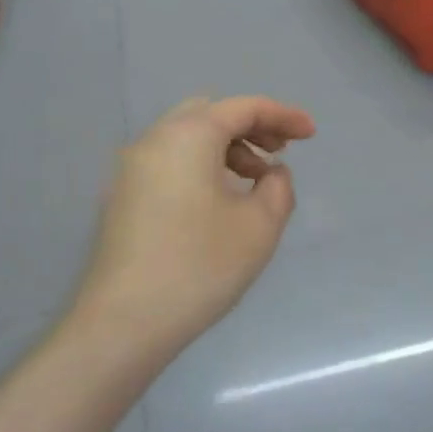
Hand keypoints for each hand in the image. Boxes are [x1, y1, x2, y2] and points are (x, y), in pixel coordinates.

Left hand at [76, 96, 316, 364]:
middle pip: (210, 113)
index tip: (312, 134)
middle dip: (251, 126)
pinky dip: (200, 165)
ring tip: (254, 182)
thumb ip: (278, 186)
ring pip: (186, 137)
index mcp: (189, 136)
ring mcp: (130, 169)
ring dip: (226, 148)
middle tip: (280, 152)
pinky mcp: (120, 198)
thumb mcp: (260, 226)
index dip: (283, 115)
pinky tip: (218, 202)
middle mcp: (154, 140)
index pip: (243, 108)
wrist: (123, 324)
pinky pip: (169, 161)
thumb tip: (272, 173)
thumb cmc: (200, 266)